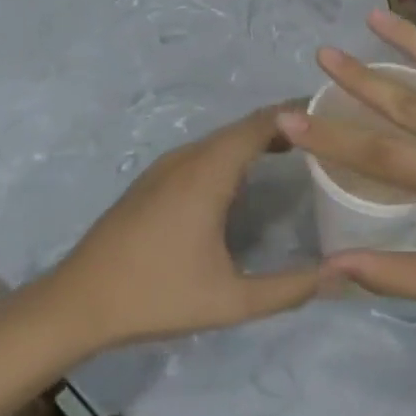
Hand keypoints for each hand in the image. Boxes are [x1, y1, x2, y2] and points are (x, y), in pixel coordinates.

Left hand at [42, 107, 320, 351]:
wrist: (75, 303)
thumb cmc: (155, 294)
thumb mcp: (229, 300)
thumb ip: (288, 289)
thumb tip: (340, 273)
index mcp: (209, 171)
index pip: (264, 122)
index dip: (301, 112)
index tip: (337, 115)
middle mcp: (190, 156)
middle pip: (246, 125)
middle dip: (288, 124)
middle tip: (328, 136)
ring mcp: (168, 165)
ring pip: (225, 137)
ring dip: (260, 137)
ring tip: (300, 151)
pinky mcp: (155, 179)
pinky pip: (206, 150)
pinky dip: (237, 150)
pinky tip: (249, 177)